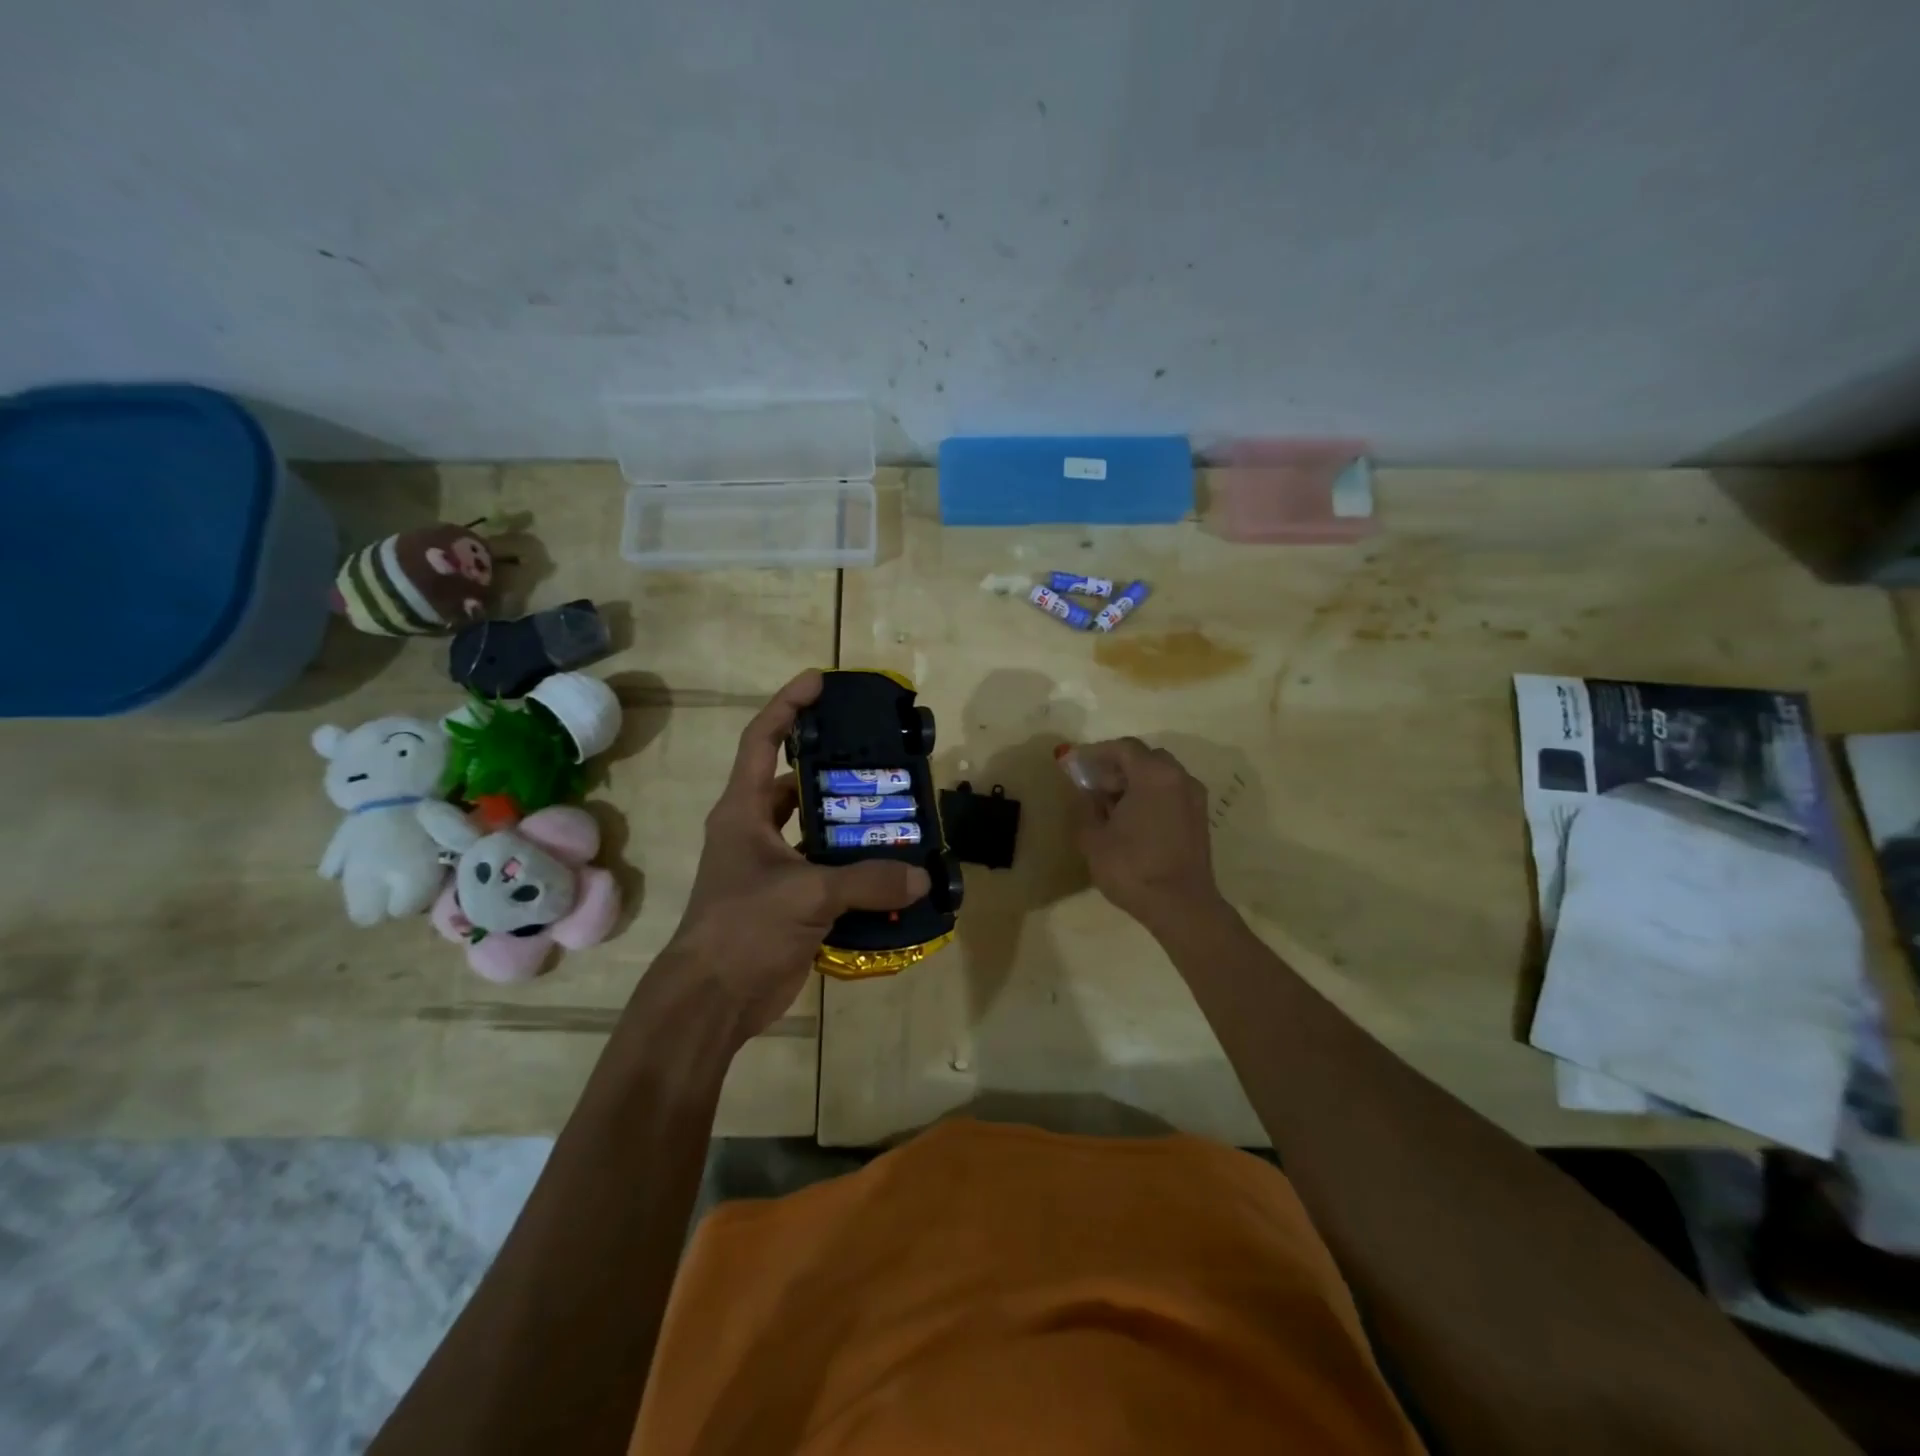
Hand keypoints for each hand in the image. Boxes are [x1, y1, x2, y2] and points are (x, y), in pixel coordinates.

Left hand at [662, 671, 930, 1045]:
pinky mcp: (789, 901)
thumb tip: (922, 878)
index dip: (788, 706)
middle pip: (795, 783)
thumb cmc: (742, 929)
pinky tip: (892, 869)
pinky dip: (856, 870)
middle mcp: (755, 830)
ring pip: (816, 829)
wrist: (712, 1001)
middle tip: (879, 757)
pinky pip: (829, 872)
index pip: (763, 741)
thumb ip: (866, 881)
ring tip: (896, 810)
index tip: (819, 681)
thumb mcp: (805, 896)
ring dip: (850, 822)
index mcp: (743, 811)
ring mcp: (772, 867)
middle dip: (834, 767)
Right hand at [1060, 738, 1223, 933]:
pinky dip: (1150, 796)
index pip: (1123, 748)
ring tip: (1110, 805)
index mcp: (1154, 775)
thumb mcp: (1093, 837)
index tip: (1074, 764)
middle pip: (1144, 758)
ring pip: (1160, 776)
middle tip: (1093, 784)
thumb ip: (1086, 806)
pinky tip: (1132, 819)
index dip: (1095, 753)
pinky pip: (1171, 794)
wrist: (1180, 906)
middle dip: (1116, 766)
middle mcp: (1179, 778)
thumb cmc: (1132, 867)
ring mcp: (1194, 798)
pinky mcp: (1199, 819)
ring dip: (1134, 782)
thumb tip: (1087, 792)